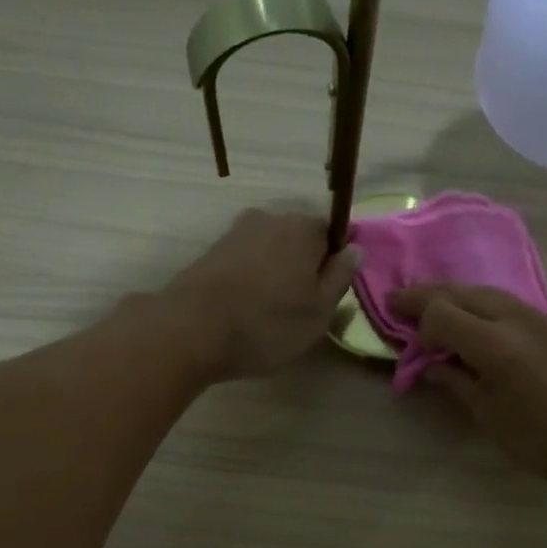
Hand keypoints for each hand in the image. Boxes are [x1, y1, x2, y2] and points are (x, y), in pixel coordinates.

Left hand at [161, 207, 361, 380]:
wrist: (191, 330)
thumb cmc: (268, 323)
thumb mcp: (319, 311)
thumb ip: (340, 277)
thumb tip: (355, 250)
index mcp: (304, 227)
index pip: (334, 231)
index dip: (336, 261)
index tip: (330, 292)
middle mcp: (270, 218)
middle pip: (300, 239)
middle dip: (305, 266)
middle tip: (303, 308)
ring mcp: (236, 232)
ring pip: (270, 250)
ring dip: (276, 274)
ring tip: (272, 313)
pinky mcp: (212, 252)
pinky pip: (246, 262)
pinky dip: (251, 280)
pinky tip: (246, 309)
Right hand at [389, 282, 546, 484]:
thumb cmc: (537, 441)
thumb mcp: (485, 414)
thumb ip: (454, 381)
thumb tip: (429, 365)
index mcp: (495, 345)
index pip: (441, 313)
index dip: (417, 320)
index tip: (401, 332)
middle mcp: (517, 319)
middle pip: (463, 293)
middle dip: (428, 295)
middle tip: (400, 300)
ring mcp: (541, 317)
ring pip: (488, 292)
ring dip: (457, 296)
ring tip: (434, 306)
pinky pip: (511, 304)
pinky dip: (484, 305)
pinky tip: (476, 320)